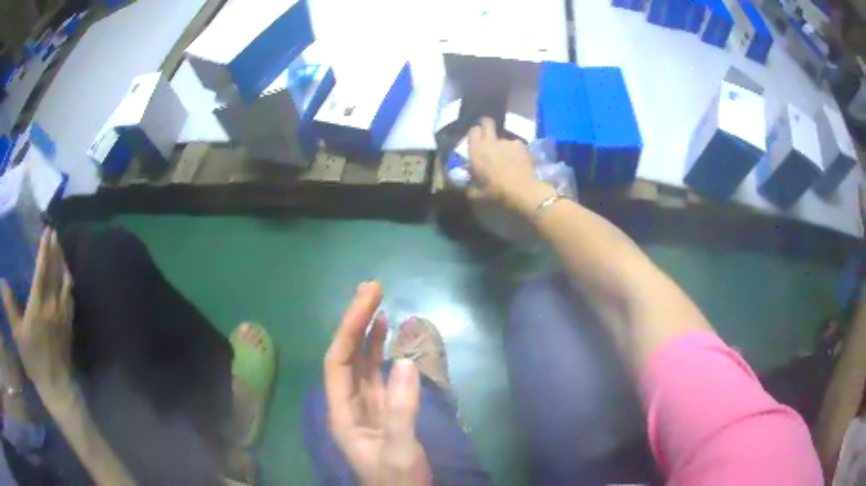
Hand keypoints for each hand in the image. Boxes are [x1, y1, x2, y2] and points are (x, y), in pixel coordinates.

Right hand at [1, 228, 73, 394]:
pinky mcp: (69, 326)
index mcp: (39, 304)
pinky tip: (66, 280)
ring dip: (63, 263)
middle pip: (56, 271)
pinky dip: (68, 282)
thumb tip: (2, 282)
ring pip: (66, 282)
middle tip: (54, 234)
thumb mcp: (18, 335)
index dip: (45, 247)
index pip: (43, 268)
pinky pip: (70, 297)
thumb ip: (9, 307)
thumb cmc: (34, 363)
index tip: (47, 230)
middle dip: (55, 249)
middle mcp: (53, 305)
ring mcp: (64, 316)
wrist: (57, 389)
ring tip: (60, 251)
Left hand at [324, 282, 430, 485]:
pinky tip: (386, 337)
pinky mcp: (383, 408)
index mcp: (342, 413)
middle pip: (345, 356)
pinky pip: (376, 374)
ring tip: (377, 304)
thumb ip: (400, 409)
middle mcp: (348, 403)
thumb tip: (403, 361)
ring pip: (360, 362)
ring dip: (366, 333)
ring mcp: (366, 405)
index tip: (368, 299)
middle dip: (355, 322)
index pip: (337, 361)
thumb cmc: (397, 479)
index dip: (349, 328)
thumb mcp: (398, 449)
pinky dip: (380, 352)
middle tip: (372, 288)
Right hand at [467, 117, 555, 214]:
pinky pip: (514, 145)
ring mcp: (508, 142)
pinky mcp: (522, 146)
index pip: (473, 131)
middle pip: (487, 123)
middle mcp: (491, 142)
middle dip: (486, 126)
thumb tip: (467, 182)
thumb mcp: (477, 195)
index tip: (475, 140)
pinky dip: (514, 151)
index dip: (474, 134)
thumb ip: (469, 186)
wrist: (525, 193)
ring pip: (502, 138)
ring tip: (506, 159)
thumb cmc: (497, 194)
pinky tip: (517, 162)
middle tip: (487, 137)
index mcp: (477, 151)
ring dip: (501, 145)